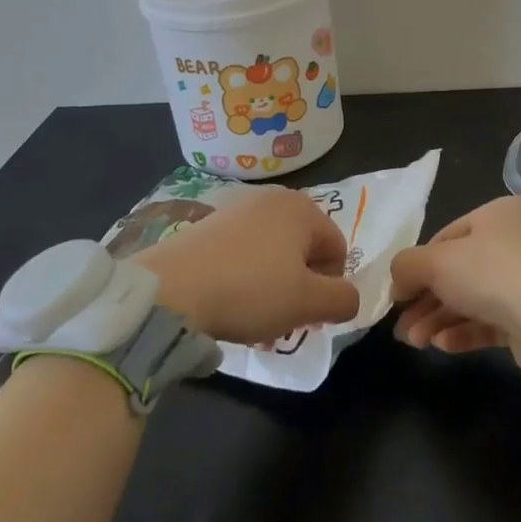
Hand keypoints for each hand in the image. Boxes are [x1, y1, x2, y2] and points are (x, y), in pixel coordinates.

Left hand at [134, 187, 358, 345]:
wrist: (170, 290)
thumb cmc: (250, 291)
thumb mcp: (308, 303)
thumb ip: (343, 300)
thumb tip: (349, 299)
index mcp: (302, 208)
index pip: (338, 248)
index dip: (332, 286)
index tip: (311, 315)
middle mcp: (272, 199)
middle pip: (304, 251)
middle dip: (302, 289)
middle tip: (286, 320)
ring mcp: (236, 210)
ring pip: (273, 255)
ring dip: (274, 289)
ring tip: (256, 322)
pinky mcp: (208, 226)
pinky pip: (243, 254)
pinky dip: (246, 280)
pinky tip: (230, 307)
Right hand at [389, 196, 520, 384]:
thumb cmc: (492, 274)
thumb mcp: (436, 262)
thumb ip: (407, 266)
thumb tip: (398, 281)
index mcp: (498, 214)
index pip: (446, 237)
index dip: (417, 266)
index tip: (397, 294)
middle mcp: (515, 241)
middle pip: (458, 271)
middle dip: (426, 301)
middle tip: (402, 328)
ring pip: (472, 298)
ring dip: (439, 319)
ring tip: (416, 342)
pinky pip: (491, 321)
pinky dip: (464, 331)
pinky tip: (442, 345)